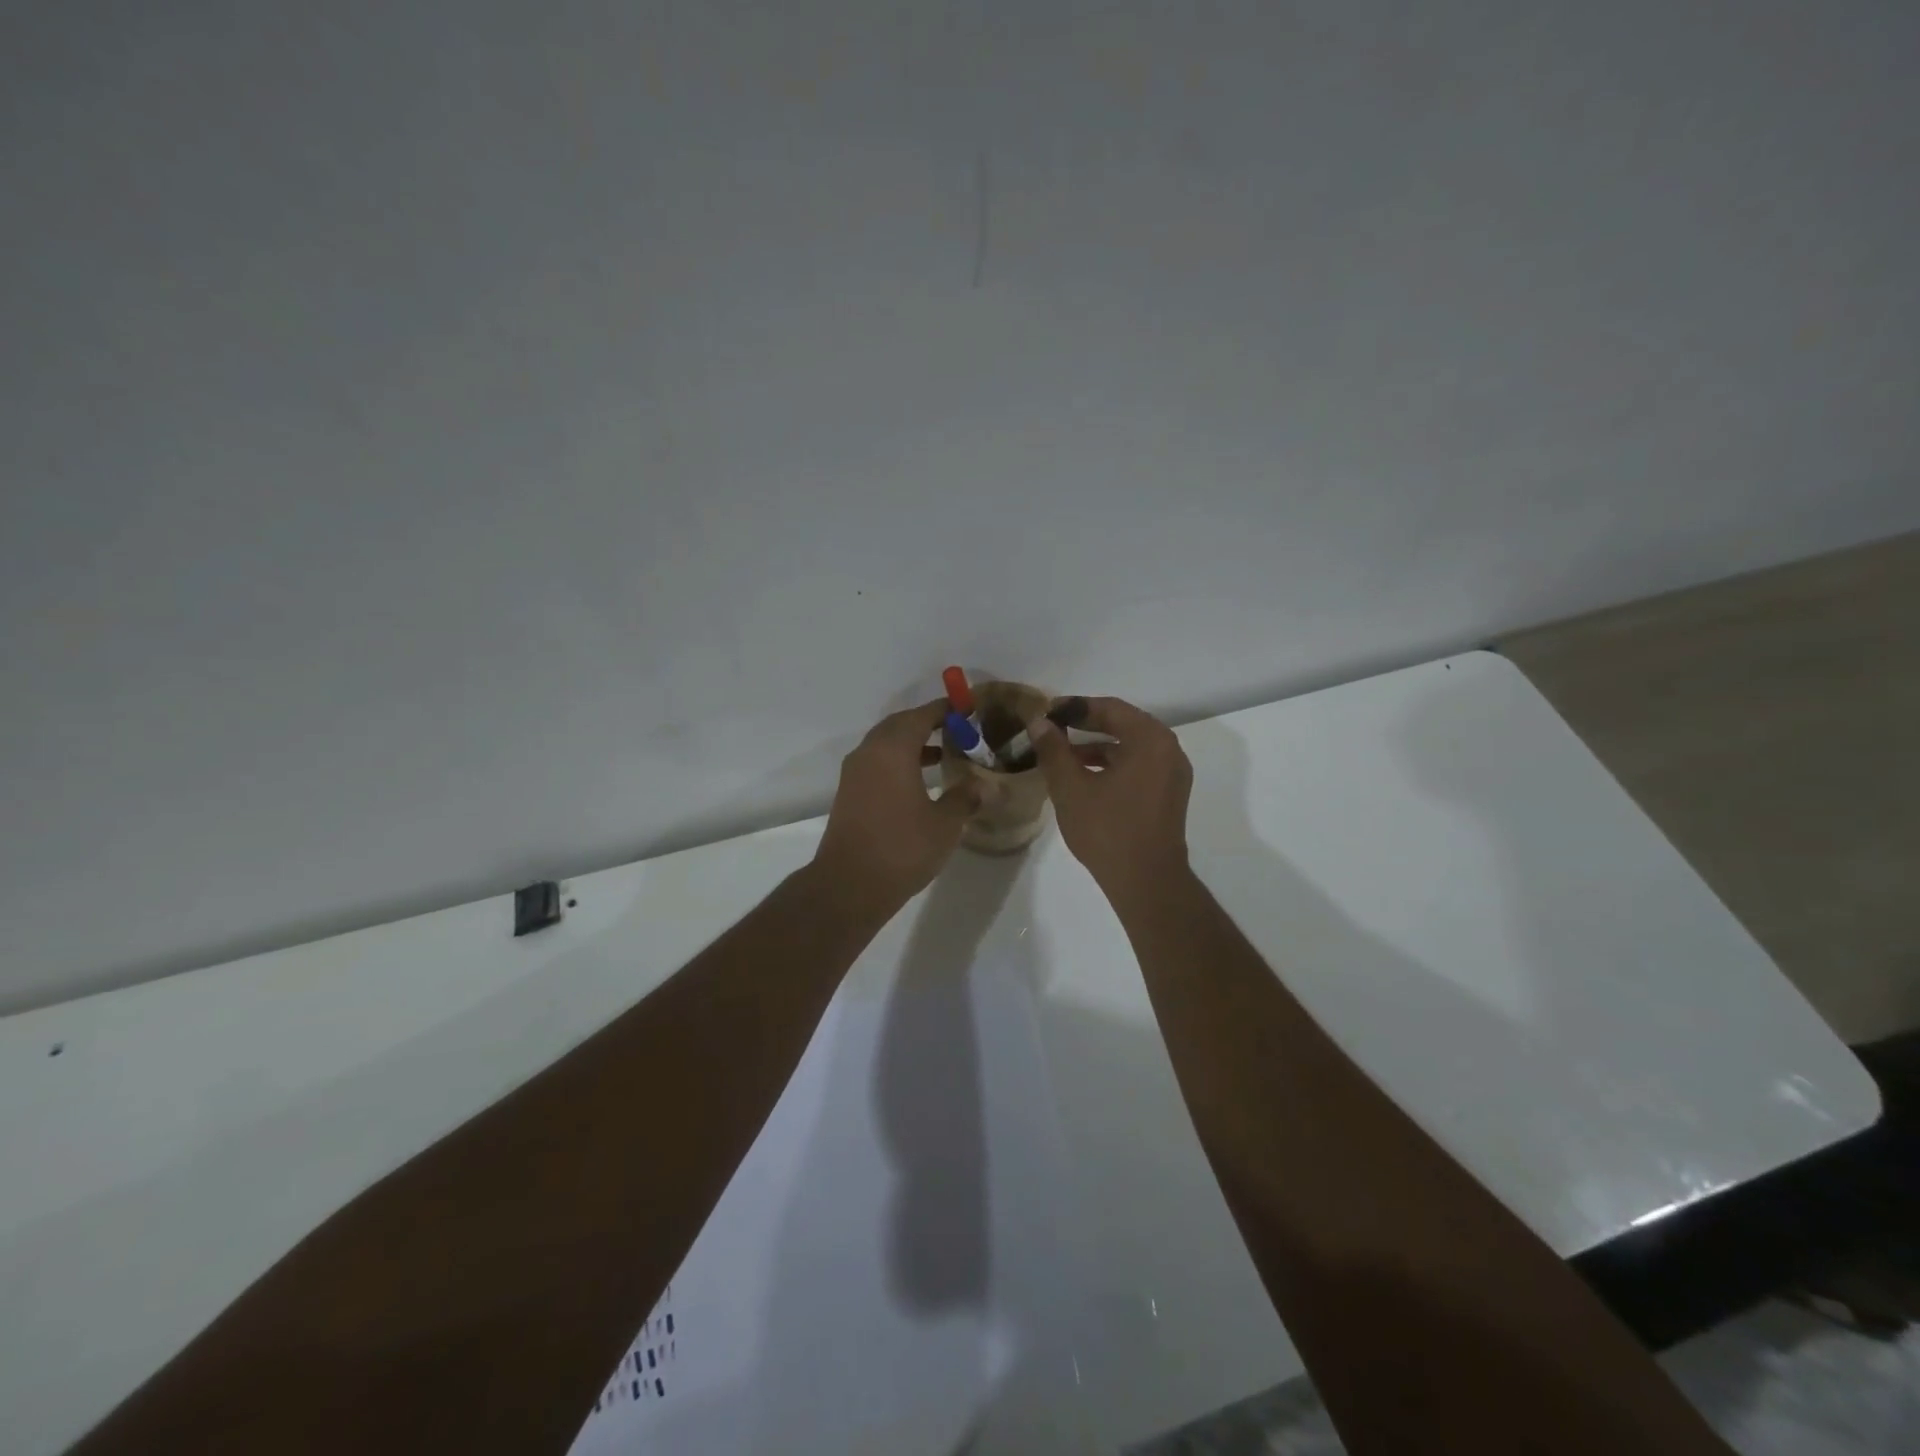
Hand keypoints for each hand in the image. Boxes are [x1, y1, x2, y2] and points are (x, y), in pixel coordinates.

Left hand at [812, 699, 979, 917]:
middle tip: (955, 729)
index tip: (966, 708)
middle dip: (926, 723)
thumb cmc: (902, 848)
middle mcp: (869, 753)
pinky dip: (898, 761)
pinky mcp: (849, 793)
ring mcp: (854, 773)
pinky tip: (919, 781)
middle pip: (899, 725)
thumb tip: (982, 785)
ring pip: (885, 744)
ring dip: (911, 743)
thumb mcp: (945, 824)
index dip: (944, 710)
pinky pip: (876, 763)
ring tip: (943, 753)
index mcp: (892, 750)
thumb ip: (964, 798)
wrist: (850, 885)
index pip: (920, 716)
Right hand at [1027, 696, 1192, 900]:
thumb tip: (1039, 722)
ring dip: (1097, 746)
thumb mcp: (1070, 787)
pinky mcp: (1170, 794)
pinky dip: (1113, 764)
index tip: (1047, 712)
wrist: (1146, 881)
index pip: (1109, 708)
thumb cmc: (1107, 829)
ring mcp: (1173, 773)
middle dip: (1086, 725)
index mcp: (1150, 739)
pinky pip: (1139, 765)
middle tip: (1053, 728)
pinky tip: (1085, 777)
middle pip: (1123, 724)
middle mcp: (1168, 749)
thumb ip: (1054, 750)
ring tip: (1063, 754)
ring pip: (1131, 747)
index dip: (1075, 707)